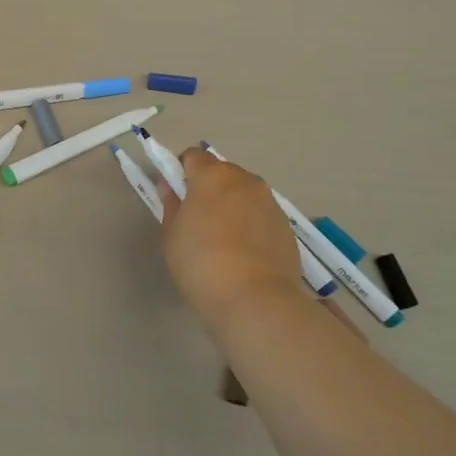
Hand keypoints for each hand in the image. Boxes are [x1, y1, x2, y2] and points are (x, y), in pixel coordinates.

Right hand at [160, 148, 308, 332]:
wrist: (255, 299)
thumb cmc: (201, 263)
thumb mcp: (172, 234)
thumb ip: (171, 204)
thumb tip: (169, 186)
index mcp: (213, 175)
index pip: (193, 156)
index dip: (181, 172)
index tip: (176, 196)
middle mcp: (245, 180)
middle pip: (221, 173)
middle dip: (208, 188)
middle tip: (197, 221)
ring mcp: (269, 202)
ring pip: (243, 193)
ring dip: (231, 205)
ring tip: (223, 240)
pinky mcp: (286, 225)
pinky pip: (260, 214)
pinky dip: (250, 224)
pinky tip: (244, 254)